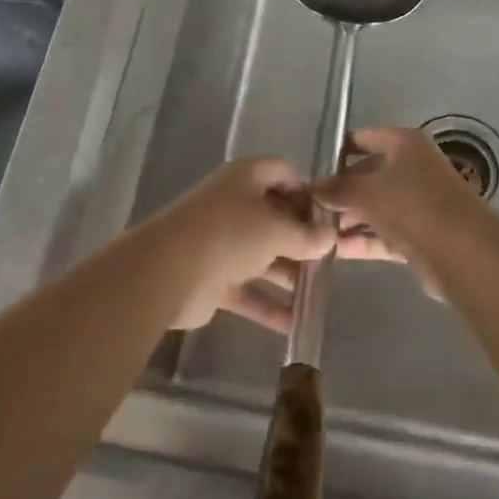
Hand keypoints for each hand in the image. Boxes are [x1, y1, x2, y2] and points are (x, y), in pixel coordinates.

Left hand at [160, 157, 405, 332]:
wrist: (169, 271)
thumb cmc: (229, 234)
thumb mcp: (276, 230)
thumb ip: (306, 236)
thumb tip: (329, 238)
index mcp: (246, 178)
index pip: (283, 173)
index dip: (307, 193)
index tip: (329, 220)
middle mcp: (234, 204)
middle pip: (275, 216)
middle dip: (302, 239)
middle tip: (330, 260)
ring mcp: (222, 242)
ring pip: (263, 255)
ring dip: (289, 274)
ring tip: (319, 294)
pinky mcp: (214, 277)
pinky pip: (248, 289)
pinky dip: (269, 305)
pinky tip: (295, 325)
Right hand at [312, 128, 485, 295]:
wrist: (463, 252)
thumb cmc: (412, 204)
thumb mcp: (367, 191)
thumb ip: (337, 188)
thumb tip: (311, 187)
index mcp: (404, 143)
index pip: (363, 138)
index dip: (337, 151)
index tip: (311, 169)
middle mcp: (412, 168)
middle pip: (367, 175)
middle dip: (340, 192)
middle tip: (308, 208)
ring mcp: (417, 203)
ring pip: (375, 207)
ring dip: (348, 220)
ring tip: (316, 233)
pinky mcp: (420, 235)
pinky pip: (384, 234)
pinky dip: (364, 240)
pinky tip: (336, 251)